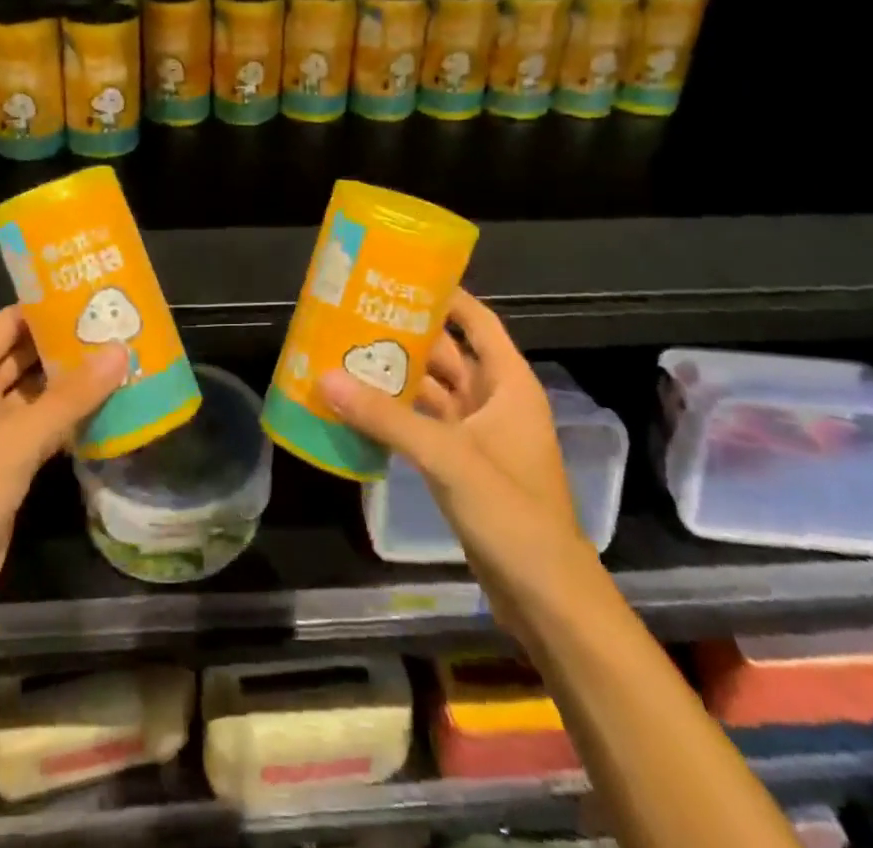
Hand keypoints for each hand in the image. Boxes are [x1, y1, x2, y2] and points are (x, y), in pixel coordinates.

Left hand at [0, 307, 126, 641]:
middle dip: (63, 342)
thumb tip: (119, 350)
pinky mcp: (9, 471)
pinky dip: (71, 419)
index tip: (87, 292)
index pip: (5, 325)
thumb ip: (69, 397)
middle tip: (115, 324)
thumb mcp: (16, 441)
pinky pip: (44, 431)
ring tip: (120, 358)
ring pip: (36, 396)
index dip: (41, 306)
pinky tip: (109, 409)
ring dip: (71, 381)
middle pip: (23, 358)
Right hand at [320, 291, 595, 626]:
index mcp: (508, 384)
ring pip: (432, 391)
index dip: (447, 295)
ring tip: (348, 353)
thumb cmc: (512, 512)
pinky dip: (396, 415)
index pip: (477, 322)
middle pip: (448, 353)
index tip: (403, 274)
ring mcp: (477, 436)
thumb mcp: (447, 457)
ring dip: (397, 377)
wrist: (547, 598)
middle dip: (407, 334)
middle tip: (357, 312)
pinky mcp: (462, 466)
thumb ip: (386, 418)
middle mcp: (494, 401)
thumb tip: (325, 377)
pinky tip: (359, 406)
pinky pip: (424, 426)